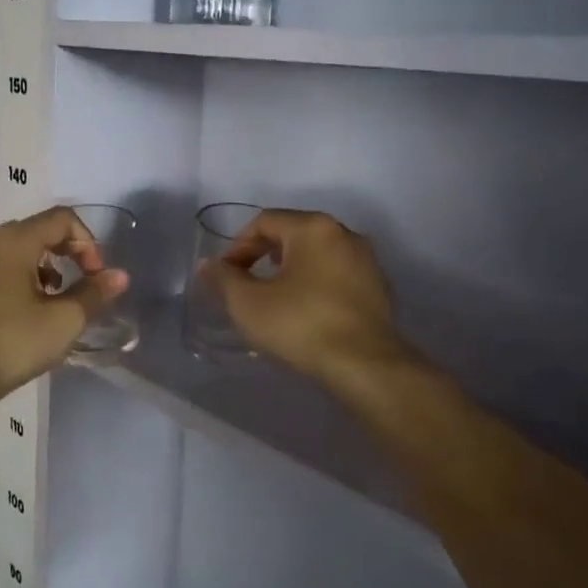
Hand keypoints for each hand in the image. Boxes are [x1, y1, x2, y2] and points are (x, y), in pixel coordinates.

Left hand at [0, 207, 129, 404]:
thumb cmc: (8, 346)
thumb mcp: (62, 323)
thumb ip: (94, 294)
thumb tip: (120, 276)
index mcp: (12, 241)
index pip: (61, 219)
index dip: (87, 243)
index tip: (95, 277)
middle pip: (33, 233)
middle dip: (62, 256)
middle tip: (73, 292)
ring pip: (6, 253)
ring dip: (34, 270)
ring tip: (43, 307)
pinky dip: (5, 282)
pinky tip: (9, 318)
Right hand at [202, 209, 408, 383]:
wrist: (365, 366)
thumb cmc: (300, 325)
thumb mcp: (247, 303)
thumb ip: (222, 278)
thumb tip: (208, 265)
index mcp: (314, 227)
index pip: (264, 221)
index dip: (237, 246)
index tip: (226, 277)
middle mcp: (345, 234)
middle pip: (293, 235)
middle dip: (263, 257)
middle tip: (246, 287)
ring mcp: (367, 262)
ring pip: (317, 257)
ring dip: (290, 272)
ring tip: (274, 301)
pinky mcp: (378, 289)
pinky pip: (337, 277)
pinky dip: (315, 287)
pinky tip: (305, 314)